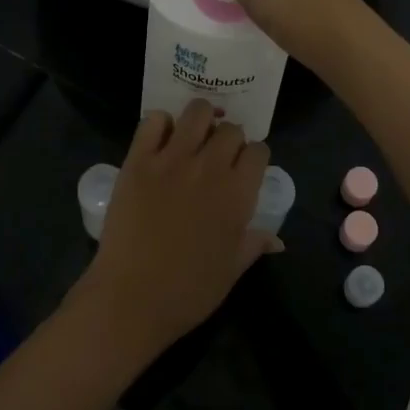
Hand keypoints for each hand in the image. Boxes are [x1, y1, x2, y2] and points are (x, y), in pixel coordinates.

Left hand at [75, 101, 279, 356]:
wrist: (131, 297)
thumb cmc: (188, 292)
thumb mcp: (230, 271)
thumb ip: (254, 245)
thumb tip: (278, 240)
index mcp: (238, 195)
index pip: (259, 151)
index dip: (253, 157)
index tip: (244, 168)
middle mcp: (210, 168)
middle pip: (231, 129)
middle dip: (229, 138)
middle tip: (217, 155)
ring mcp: (172, 159)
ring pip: (197, 112)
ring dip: (201, 120)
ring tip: (193, 136)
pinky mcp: (139, 159)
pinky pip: (153, 121)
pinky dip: (160, 124)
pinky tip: (160, 140)